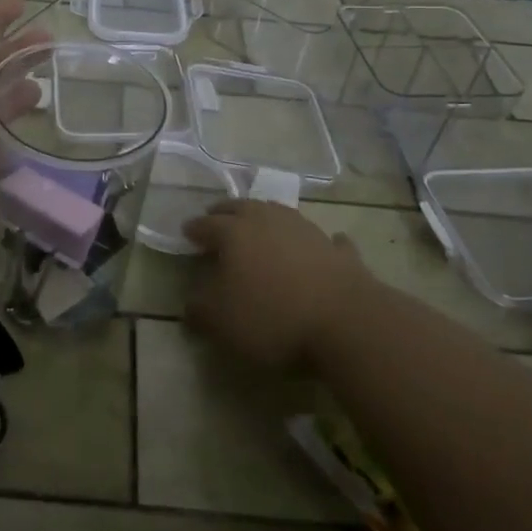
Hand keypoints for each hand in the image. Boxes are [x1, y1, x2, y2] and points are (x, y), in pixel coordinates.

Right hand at [183, 201, 369, 371]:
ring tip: (259, 224)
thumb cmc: (272, 318)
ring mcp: (306, 231)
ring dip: (266, 217)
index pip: (207, 224)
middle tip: (216, 217)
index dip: (195, 228)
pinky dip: (315, 241)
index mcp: (235, 233)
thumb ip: (201, 309)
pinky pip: (324, 239)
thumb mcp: (222, 322)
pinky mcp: (337, 251)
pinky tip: (320, 244)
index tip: (185, 232)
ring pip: (279, 213)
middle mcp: (268, 221)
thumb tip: (191, 301)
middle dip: (225, 212)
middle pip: (242, 207)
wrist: (346, 323)